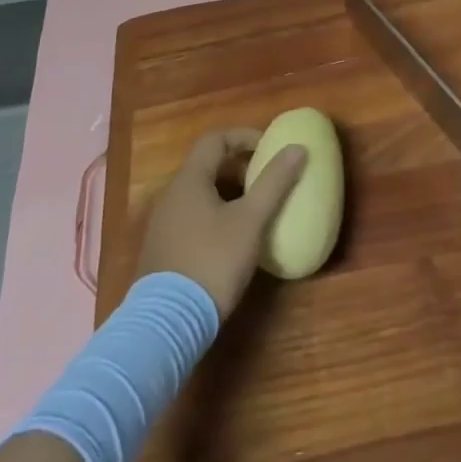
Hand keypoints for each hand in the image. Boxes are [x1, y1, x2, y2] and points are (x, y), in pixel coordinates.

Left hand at [135, 129, 307, 318]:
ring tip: (255, 210)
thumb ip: (274, 183)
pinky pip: (192, 217)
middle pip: (206, 165)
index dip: (244, 136)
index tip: (269, 148)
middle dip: (239, 167)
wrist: (167, 324)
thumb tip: (298, 149)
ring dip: (228, 193)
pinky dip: (215, 215)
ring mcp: (163, 224)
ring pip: (199, 193)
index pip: (215, 139)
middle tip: (266, 179)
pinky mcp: (162, 251)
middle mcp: (171, 195)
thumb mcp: (251, 221)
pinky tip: (232, 240)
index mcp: (189, 180)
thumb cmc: (212, 262)